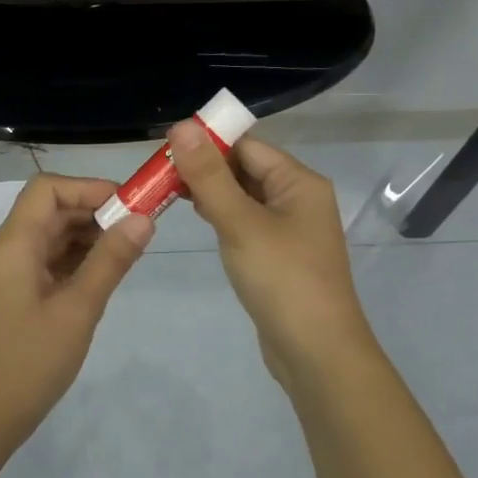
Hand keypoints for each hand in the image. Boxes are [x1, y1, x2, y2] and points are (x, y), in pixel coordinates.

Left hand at [0, 174, 152, 447]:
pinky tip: (101, 272)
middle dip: (93, 212)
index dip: (89, 188)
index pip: (47, 190)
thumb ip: (111, 260)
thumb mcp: (78, 310)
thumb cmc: (30, 363)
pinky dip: (71, 259)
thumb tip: (144, 218)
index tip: (129, 204)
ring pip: (46, 236)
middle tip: (138, 228)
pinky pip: (41, 261)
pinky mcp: (6, 294)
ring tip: (126, 250)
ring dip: (84, 236)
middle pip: (47, 211)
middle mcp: (1, 249)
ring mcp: (1, 273)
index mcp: (10, 245)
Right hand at [167, 122, 377, 386]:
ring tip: (170, 194)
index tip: (166, 149)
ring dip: (212, 192)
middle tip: (160, 174)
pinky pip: (247, 222)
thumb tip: (182, 126)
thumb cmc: (282, 279)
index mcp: (299, 182)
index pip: (247, 145)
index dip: (208, 142)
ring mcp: (291, 228)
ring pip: (244, 196)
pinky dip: (223, 216)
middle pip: (246, 168)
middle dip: (206, 168)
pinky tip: (200, 220)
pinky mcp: (280, 255)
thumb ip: (209, 176)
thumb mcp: (240, 222)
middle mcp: (299, 198)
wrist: (316, 352)